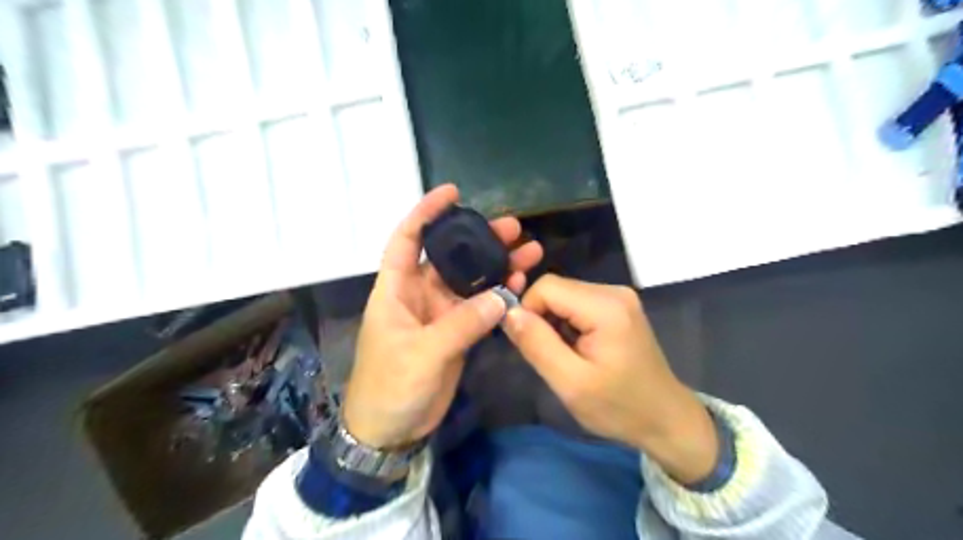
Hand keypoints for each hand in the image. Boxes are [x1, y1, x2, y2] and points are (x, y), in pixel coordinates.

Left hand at [344, 187, 540, 450]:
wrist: (390, 430)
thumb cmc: (390, 386)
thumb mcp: (422, 354)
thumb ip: (461, 325)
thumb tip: (501, 296)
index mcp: (396, 289)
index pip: (407, 239)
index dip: (426, 213)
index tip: (453, 193)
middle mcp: (418, 294)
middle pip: (450, 257)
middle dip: (478, 239)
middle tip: (513, 227)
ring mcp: (440, 313)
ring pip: (470, 280)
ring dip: (496, 266)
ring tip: (529, 251)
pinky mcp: (456, 332)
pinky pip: (480, 306)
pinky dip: (499, 295)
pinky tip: (520, 283)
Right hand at [504, 276, 713, 482]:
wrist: (665, 419)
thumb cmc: (618, 407)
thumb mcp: (570, 383)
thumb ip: (537, 344)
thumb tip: (508, 312)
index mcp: (605, 306)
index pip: (546, 286)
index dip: (529, 311)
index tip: (532, 345)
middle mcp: (614, 291)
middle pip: (557, 288)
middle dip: (543, 318)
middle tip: (551, 355)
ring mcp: (620, 297)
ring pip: (565, 295)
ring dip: (555, 322)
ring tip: (567, 355)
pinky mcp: (620, 306)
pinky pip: (578, 303)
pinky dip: (569, 323)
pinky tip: (579, 349)